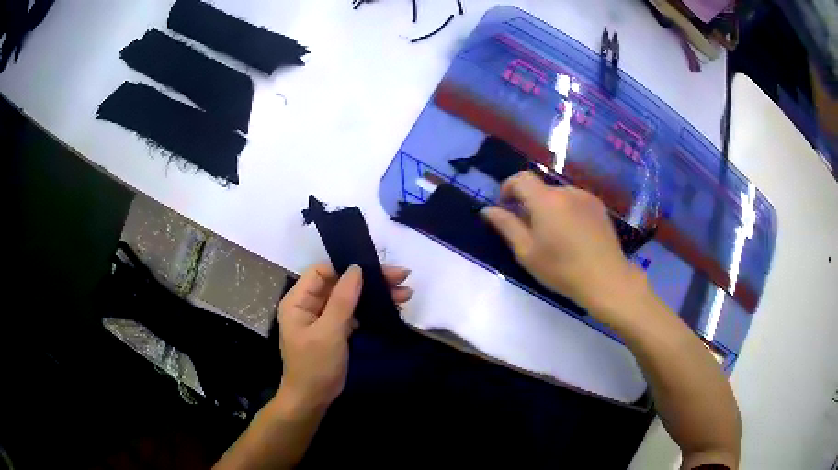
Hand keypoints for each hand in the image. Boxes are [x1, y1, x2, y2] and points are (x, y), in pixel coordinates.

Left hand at [276, 263, 411, 411]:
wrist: (313, 399)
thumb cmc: (315, 365)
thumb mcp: (329, 332)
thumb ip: (343, 300)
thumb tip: (356, 269)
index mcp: (298, 300)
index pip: (322, 272)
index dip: (346, 268)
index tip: (373, 270)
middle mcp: (309, 304)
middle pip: (340, 283)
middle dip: (369, 280)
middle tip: (401, 277)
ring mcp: (323, 318)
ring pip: (350, 297)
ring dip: (375, 295)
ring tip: (405, 294)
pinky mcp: (335, 330)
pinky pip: (353, 313)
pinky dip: (371, 310)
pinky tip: (392, 308)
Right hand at [481, 171, 644, 316]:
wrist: (606, 278)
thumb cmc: (562, 269)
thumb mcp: (527, 252)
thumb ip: (506, 226)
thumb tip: (487, 210)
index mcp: (545, 200)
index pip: (521, 178)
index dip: (508, 187)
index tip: (506, 206)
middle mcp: (566, 191)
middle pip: (540, 189)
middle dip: (530, 204)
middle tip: (531, 232)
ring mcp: (586, 197)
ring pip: (559, 196)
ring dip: (550, 208)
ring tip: (555, 237)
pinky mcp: (599, 206)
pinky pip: (575, 202)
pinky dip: (567, 212)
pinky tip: (573, 236)